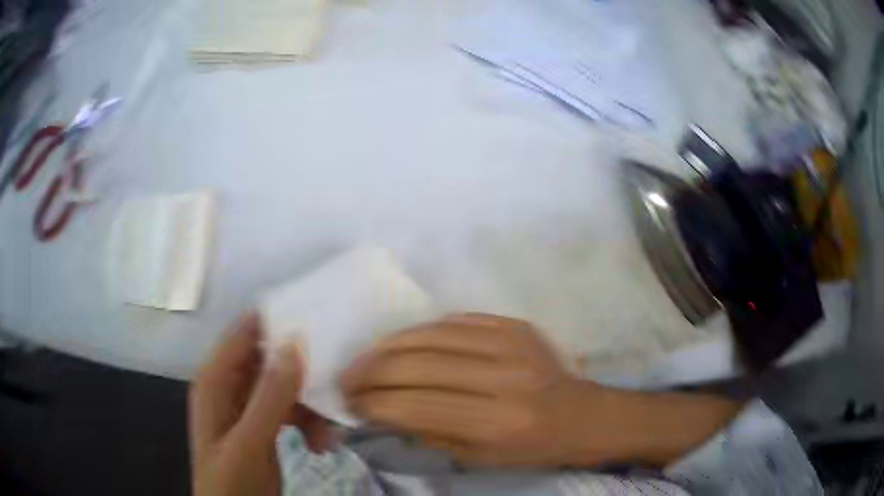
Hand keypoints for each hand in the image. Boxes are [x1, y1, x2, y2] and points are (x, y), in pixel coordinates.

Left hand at [189, 313, 330, 495]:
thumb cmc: (231, 482)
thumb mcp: (250, 443)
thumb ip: (270, 397)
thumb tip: (295, 344)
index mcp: (216, 380)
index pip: (245, 332)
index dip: (277, 322)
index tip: (318, 322)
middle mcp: (229, 386)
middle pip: (269, 360)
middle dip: (302, 373)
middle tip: (335, 386)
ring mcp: (246, 407)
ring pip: (283, 388)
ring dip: (310, 407)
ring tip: (329, 435)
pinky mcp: (261, 425)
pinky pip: (288, 410)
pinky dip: (307, 423)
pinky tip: (320, 444)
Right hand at [341, 313, 740, 467]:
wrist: (582, 415)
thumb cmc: (531, 448)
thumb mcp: (478, 457)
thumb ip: (427, 432)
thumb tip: (382, 409)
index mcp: (496, 423)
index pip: (415, 407)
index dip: (373, 404)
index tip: (349, 404)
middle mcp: (502, 378)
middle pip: (416, 366)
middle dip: (369, 373)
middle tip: (347, 379)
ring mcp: (510, 343)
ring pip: (429, 336)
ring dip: (386, 347)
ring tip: (363, 359)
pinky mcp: (514, 324)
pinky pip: (453, 320)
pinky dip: (419, 331)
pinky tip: (401, 343)